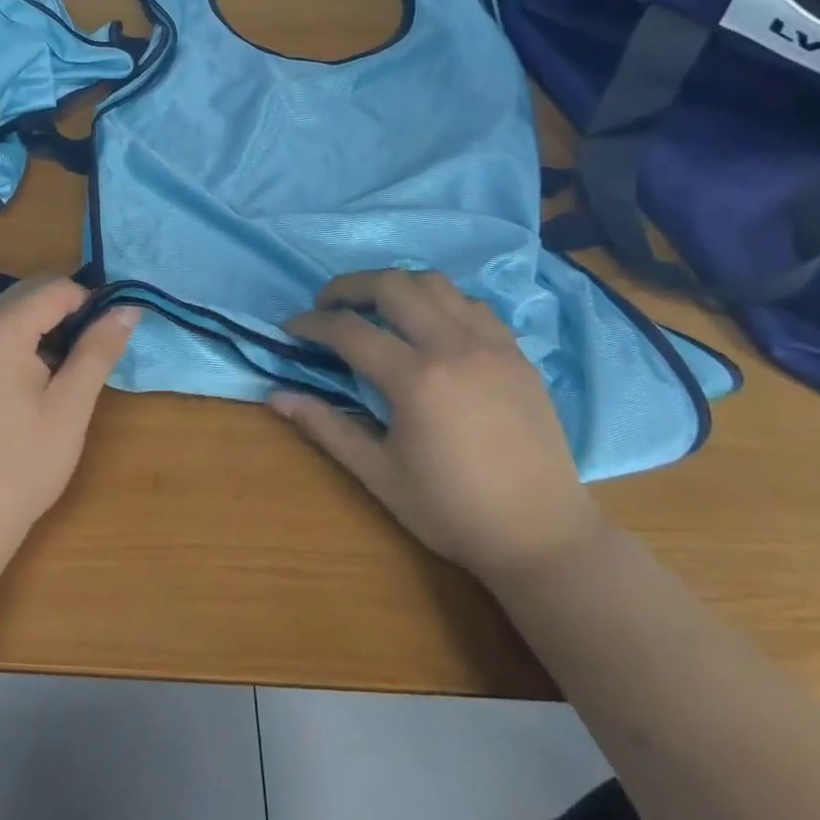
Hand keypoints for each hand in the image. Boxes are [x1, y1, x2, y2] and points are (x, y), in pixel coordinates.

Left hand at [0, 277, 137, 562]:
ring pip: (13, 307)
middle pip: (31, 291)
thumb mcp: (70, 405)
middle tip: (87, 359)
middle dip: (67, 313)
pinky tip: (33, 377)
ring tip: (62, 372)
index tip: (106, 342)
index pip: (55, 287)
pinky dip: (21, 337)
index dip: (90, 305)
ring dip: (44, 325)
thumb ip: (98, 348)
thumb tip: (128, 308)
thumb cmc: (22, 465)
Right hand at [273, 269, 600, 579]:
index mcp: (415, 379)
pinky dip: (440, 301)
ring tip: (376, 309)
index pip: (349, 330)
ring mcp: (491, 345)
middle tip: (328, 306)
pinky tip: (429, 326)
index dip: (312, 323)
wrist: (543, 536)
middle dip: (350, 286)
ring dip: (396, 286)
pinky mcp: (517, 353)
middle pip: (392, 285)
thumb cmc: (452, 511)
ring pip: (435, 283)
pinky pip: (472, 304)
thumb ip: (326, 427)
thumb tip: (275, 397)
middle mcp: (453, 347)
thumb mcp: (379, 474)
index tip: (291, 327)